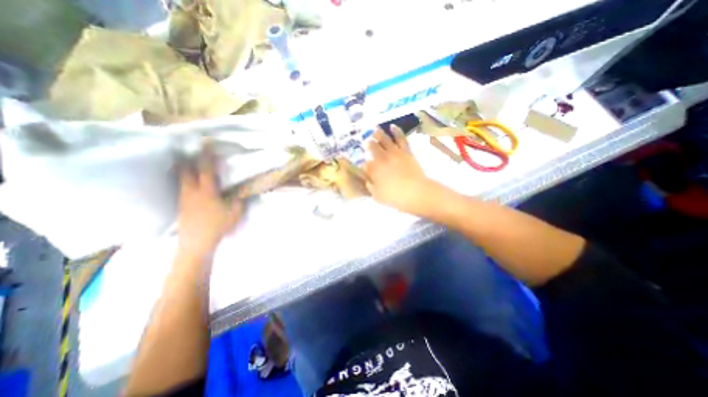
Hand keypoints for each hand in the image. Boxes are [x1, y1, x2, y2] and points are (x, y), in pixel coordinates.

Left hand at [175, 147, 243, 258]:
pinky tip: (190, 184)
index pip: (206, 170)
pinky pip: (182, 188)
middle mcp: (192, 192)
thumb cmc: (218, 226)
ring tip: (188, 164)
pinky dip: (185, 181)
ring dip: (184, 170)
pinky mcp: (181, 206)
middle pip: (186, 171)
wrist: (196, 243)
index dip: (206, 157)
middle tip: (190, 152)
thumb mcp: (235, 212)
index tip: (206, 145)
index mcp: (207, 192)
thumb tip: (242, 191)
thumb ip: (239, 199)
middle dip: (188, 160)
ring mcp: (184, 199)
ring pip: (181, 179)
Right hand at [364, 126, 439, 217]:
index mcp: (374, 169)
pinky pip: (401, 139)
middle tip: (367, 142)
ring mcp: (394, 153)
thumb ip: (371, 187)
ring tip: (375, 130)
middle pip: (373, 148)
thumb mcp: (378, 196)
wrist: (415, 192)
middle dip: (369, 145)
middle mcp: (382, 158)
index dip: (364, 164)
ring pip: (385, 140)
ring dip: (379, 134)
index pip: (366, 164)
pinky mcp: (406, 152)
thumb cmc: (395, 197)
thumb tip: (367, 180)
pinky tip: (393, 126)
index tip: (365, 165)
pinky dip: (397, 131)